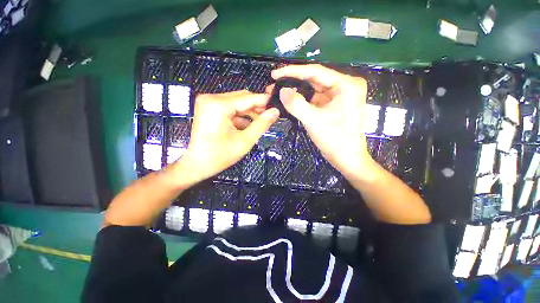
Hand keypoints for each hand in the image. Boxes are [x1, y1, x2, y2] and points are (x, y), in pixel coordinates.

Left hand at [177, 90, 279, 185]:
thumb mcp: (245, 141)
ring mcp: (208, 102)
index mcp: (218, 105)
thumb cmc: (220, 156)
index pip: (248, 98)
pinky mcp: (209, 108)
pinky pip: (230, 108)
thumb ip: (261, 124)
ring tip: (260, 123)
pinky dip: (240, 116)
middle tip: (270, 117)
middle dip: (257, 108)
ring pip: (237, 103)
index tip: (278, 105)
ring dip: (249, 112)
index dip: (265, 101)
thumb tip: (275, 111)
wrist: (196, 165)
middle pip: (242, 98)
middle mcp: (211, 98)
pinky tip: (248, 126)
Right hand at [269, 64, 375, 180]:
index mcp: (346, 84)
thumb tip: (282, 90)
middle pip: (315, 79)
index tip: (275, 73)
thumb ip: (296, 104)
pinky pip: (316, 98)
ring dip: (298, 90)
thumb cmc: (335, 140)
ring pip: (315, 89)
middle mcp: (345, 86)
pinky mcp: (335, 105)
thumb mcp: (313, 121)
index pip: (315, 72)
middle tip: (275, 82)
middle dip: (294, 81)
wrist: (348, 159)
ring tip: (280, 90)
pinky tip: (291, 99)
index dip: (293, 71)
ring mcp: (340, 96)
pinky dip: (304, 99)